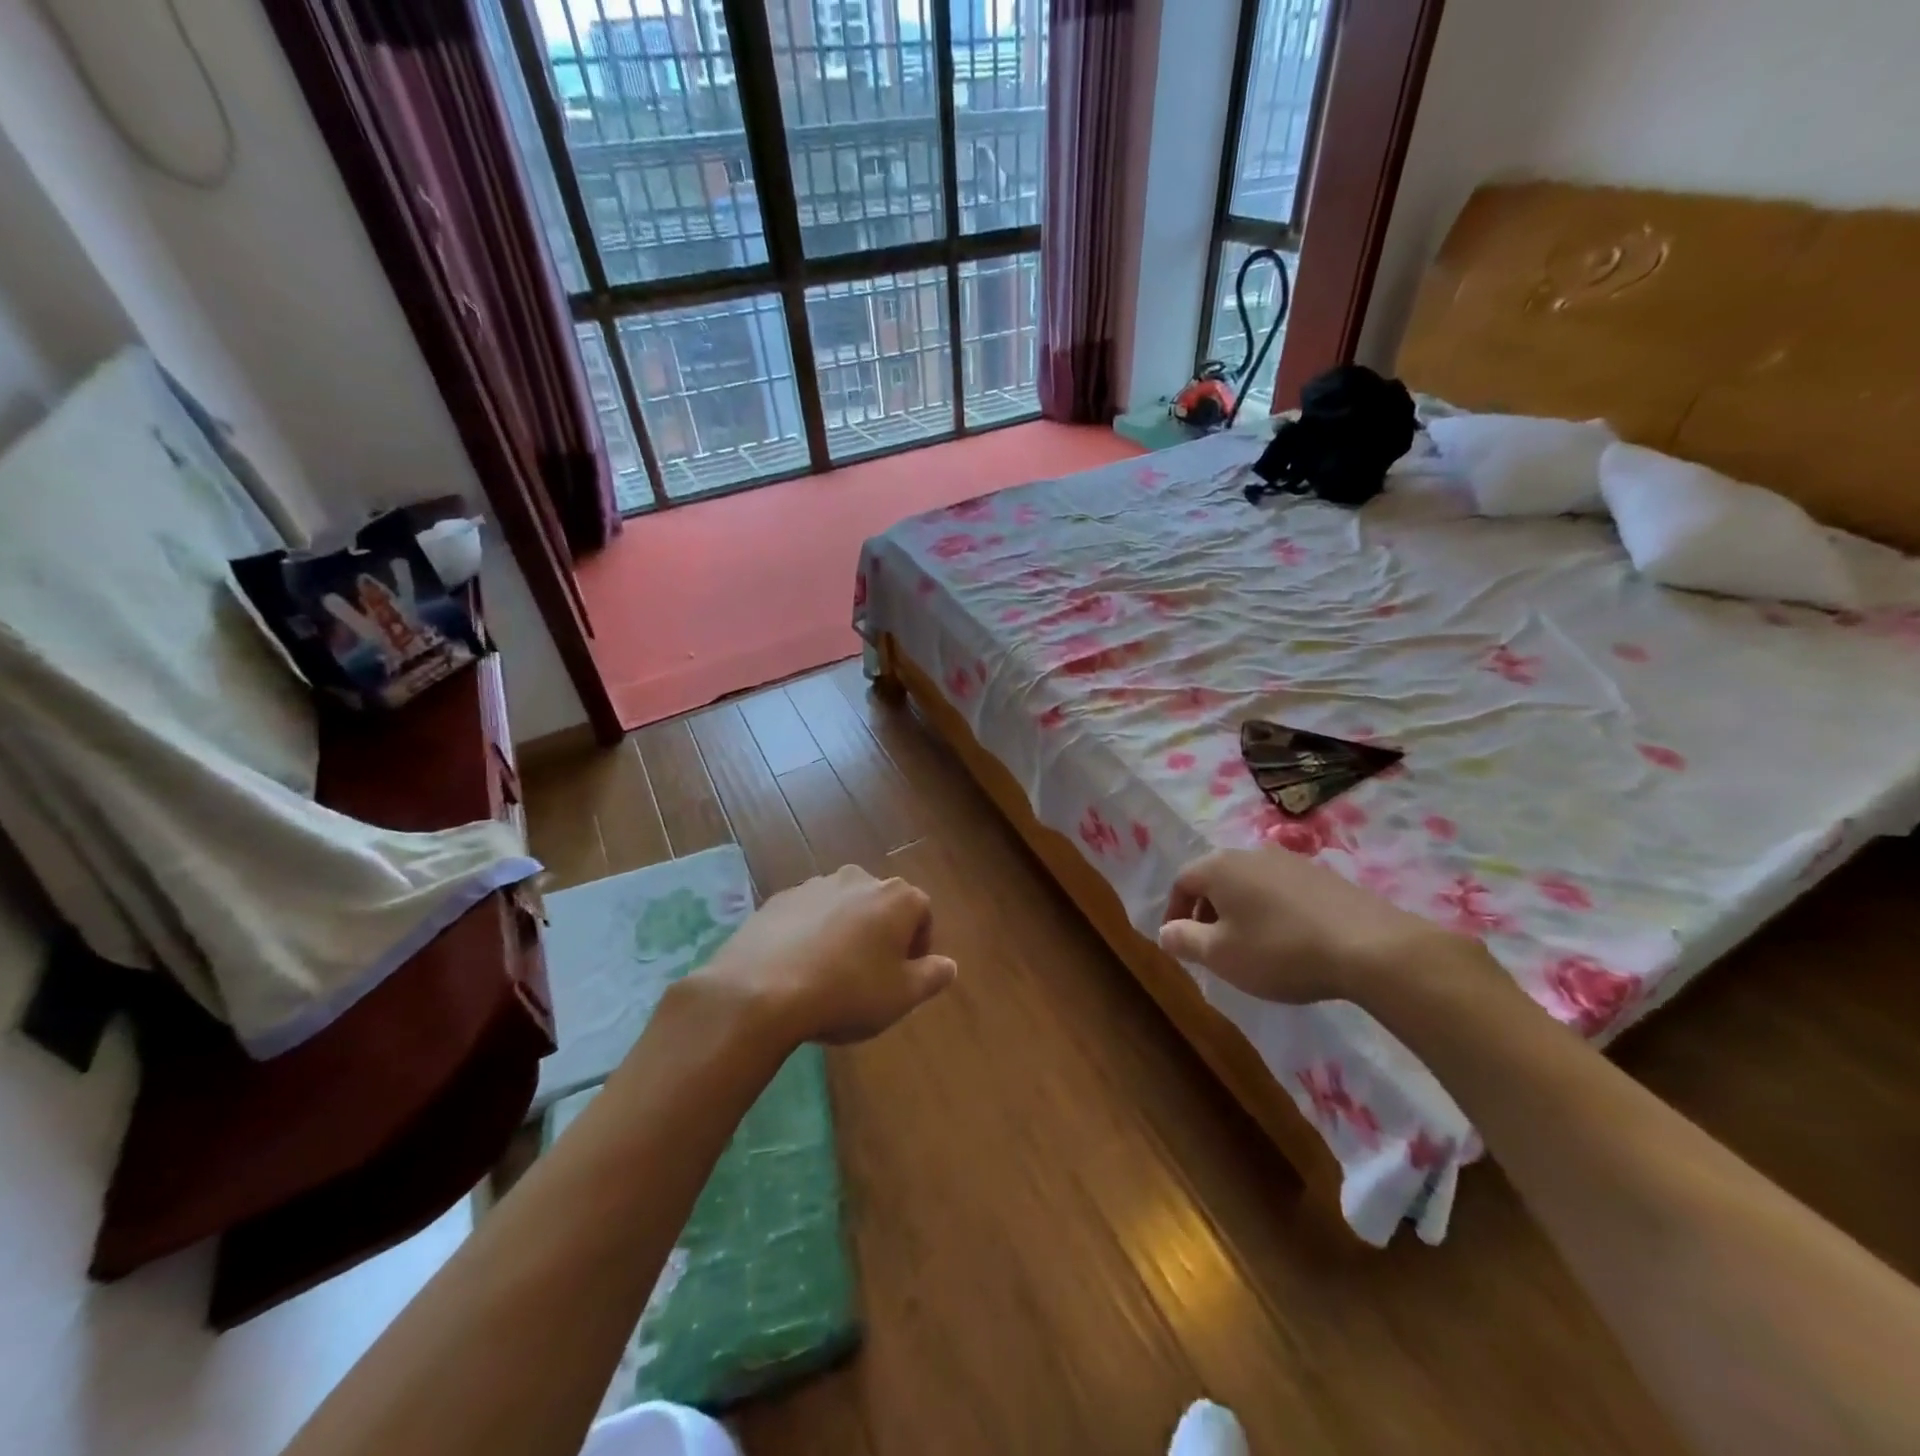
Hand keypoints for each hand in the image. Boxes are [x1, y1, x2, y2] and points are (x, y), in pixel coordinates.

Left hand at [702, 865, 955, 1043]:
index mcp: (896, 897)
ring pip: (843, 908)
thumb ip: (932, 976)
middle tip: (870, 976)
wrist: (761, 990)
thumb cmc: (848, 992)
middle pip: (881, 905)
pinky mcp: (778, 899)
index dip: (918, 946)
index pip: (922, 913)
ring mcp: (815, 885)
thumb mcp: (902, 996)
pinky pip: (807, 915)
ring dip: (844, 932)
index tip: (905, 976)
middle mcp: (858, 879)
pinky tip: (798, 968)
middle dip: (881, 935)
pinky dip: (809, 934)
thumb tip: (948, 964)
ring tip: (830, 974)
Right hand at [1159, 847, 1478, 1005]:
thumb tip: (1165, 931)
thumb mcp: (1221, 955)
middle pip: (1216, 879)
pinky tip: (1288, 941)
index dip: (1174, 913)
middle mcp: (1252, 853)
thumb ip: (1185, 940)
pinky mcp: (1324, 876)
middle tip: (1211, 948)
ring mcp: (1291, 861)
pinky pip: (1281, 891)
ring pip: (1250, 884)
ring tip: (1250, 946)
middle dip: (1207, 912)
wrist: (1371, 947)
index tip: (1179, 943)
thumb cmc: (1280, 950)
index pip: (1182, 881)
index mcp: (1220, 866)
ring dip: (1240, 911)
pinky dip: (1272, 911)